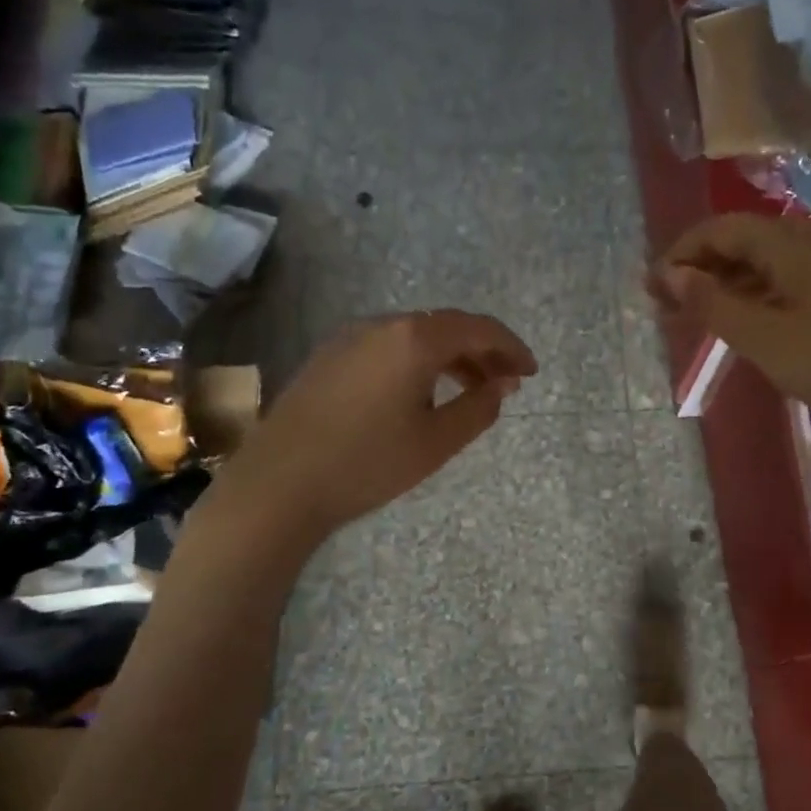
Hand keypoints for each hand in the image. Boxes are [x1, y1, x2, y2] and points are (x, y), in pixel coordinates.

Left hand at [229, 310, 536, 539]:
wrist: (279, 485)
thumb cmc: (367, 464)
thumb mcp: (437, 442)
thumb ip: (478, 409)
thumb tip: (501, 386)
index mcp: (414, 338)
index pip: (478, 328)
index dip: (511, 347)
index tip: (531, 373)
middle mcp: (382, 325)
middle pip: (446, 327)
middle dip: (483, 352)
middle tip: (506, 384)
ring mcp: (349, 338)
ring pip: (415, 336)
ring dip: (450, 357)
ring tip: (470, 390)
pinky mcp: (328, 357)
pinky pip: (387, 347)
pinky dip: (417, 362)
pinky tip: (421, 393)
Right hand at [650, 214, 810, 431]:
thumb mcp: (763, 338)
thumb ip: (712, 302)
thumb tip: (669, 274)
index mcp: (791, 243)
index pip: (721, 229)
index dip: (681, 253)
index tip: (651, 286)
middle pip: (742, 241)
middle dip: (699, 268)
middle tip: (665, 304)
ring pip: (764, 263)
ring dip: (724, 284)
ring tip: (693, 316)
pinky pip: (785, 280)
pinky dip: (753, 295)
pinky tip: (740, 321)